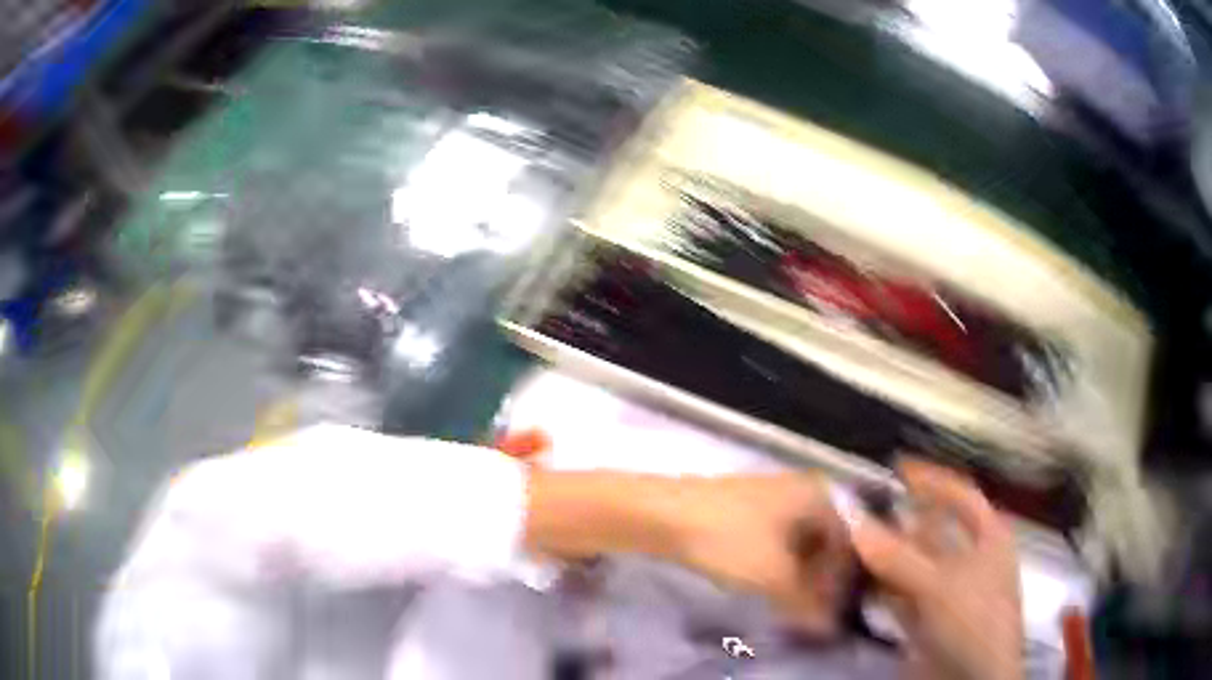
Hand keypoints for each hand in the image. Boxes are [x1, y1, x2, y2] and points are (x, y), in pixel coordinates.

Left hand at [524, 471, 852, 634]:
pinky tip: (767, 588)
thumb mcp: (774, 576)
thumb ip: (808, 604)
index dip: (843, 581)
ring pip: (800, 543)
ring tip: (789, 606)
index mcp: (819, 495)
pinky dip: (778, 567)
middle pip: (826, 542)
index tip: (832, 613)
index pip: (850, 542)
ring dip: (799, 576)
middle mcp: (802, 490)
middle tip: (811, 613)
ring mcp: (772, 497)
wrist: (659, 514)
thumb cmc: (727, 539)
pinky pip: (776, 541)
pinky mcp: (745, 509)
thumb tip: (830, 628)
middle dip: (821, 580)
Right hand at [851, 460, 1023, 679]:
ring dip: (883, 557)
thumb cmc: (973, 619)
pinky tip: (855, 583)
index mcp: (989, 537)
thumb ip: (895, 554)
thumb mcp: (939, 583)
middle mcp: (969, 560)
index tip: (897, 467)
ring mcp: (947, 593)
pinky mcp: (927, 621)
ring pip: (913, 566)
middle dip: (897, 522)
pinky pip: (900, 597)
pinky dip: (879, 590)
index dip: (932, 480)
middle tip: (858, 511)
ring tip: (846, 544)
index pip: (961, 496)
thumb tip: (851, 517)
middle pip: (932, 532)